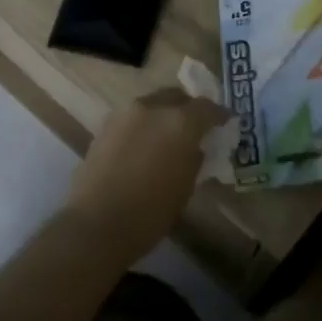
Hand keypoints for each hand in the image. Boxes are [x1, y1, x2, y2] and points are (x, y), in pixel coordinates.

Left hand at [66, 89, 226, 261]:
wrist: (97, 223)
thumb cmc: (150, 212)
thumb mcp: (185, 187)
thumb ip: (194, 158)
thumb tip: (195, 147)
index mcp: (180, 122)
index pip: (206, 107)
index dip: (218, 115)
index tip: (224, 123)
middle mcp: (153, 108)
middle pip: (177, 96)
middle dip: (188, 108)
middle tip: (195, 126)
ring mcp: (125, 114)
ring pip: (152, 104)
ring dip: (164, 114)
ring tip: (168, 135)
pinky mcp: (105, 125)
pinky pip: (133, 117)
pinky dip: (144, 124)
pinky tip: (145, 144)